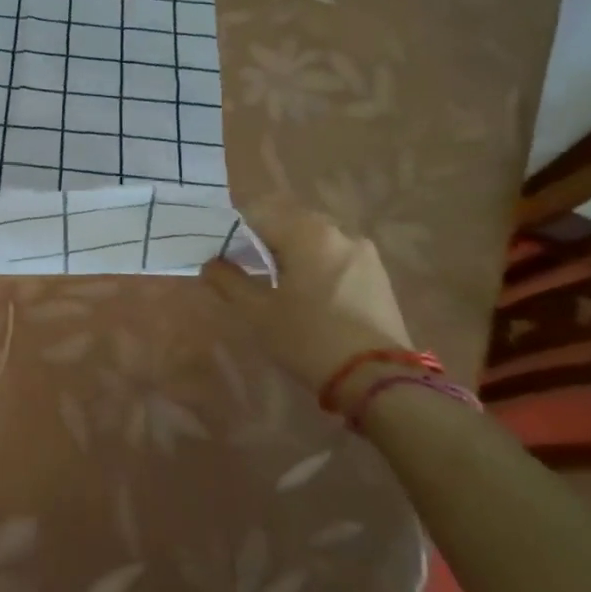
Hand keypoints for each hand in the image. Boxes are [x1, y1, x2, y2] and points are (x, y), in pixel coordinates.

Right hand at [201, 199, 412, 399]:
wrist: (377, 379)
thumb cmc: (308, 337)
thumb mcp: (257, 312)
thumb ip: (228, 280)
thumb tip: (211, 263)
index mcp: (307, 232)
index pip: (258, 213)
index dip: (234, 230)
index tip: (221, 253)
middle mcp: (338, 231)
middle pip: (289, 221)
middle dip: (264, 238)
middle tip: (245, 267)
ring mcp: (364, 253)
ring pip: (315, 239)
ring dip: (292, 252)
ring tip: (278, 282)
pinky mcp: (379, 275)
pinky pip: (336, 257)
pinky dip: (317, 265)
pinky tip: (310, 294)